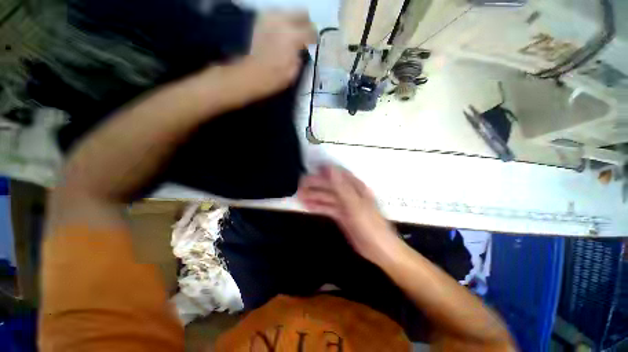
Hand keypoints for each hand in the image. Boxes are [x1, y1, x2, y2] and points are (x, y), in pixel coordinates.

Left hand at [238, 11, 316, 100]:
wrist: (255, 73)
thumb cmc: (277, 76)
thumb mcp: (296, 68)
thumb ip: (302, 52)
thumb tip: (303, 46)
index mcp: (294, 36)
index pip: (311, 30)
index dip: (315, 38)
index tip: (315, 43)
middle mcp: (283, 21)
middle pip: (302, 13)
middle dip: (306, 24)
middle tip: (306, 35)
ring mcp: (270, 18)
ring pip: (289, 12)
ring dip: (293, 22)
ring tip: (293, 34)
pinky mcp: (262, 20)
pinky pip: (277, 15)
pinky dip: (282, 22)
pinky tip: (281, 32)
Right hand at [297, 165, 404, 264]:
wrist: (379, 249)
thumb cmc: (369, 225)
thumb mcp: (355, 205)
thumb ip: (342, 187)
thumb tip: (330, 169)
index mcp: (355, 187)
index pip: (338, 174)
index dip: (324, 170)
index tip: (310, 168)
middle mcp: (350, 193)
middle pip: (330, 185)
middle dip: (315, 184)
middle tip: (299, 185)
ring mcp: (345, 205)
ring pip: (327, 197)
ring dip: (314, 195)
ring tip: (299, 194)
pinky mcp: (342, 215)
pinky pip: (327, 208)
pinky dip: (318, 206)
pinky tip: (307, 205)